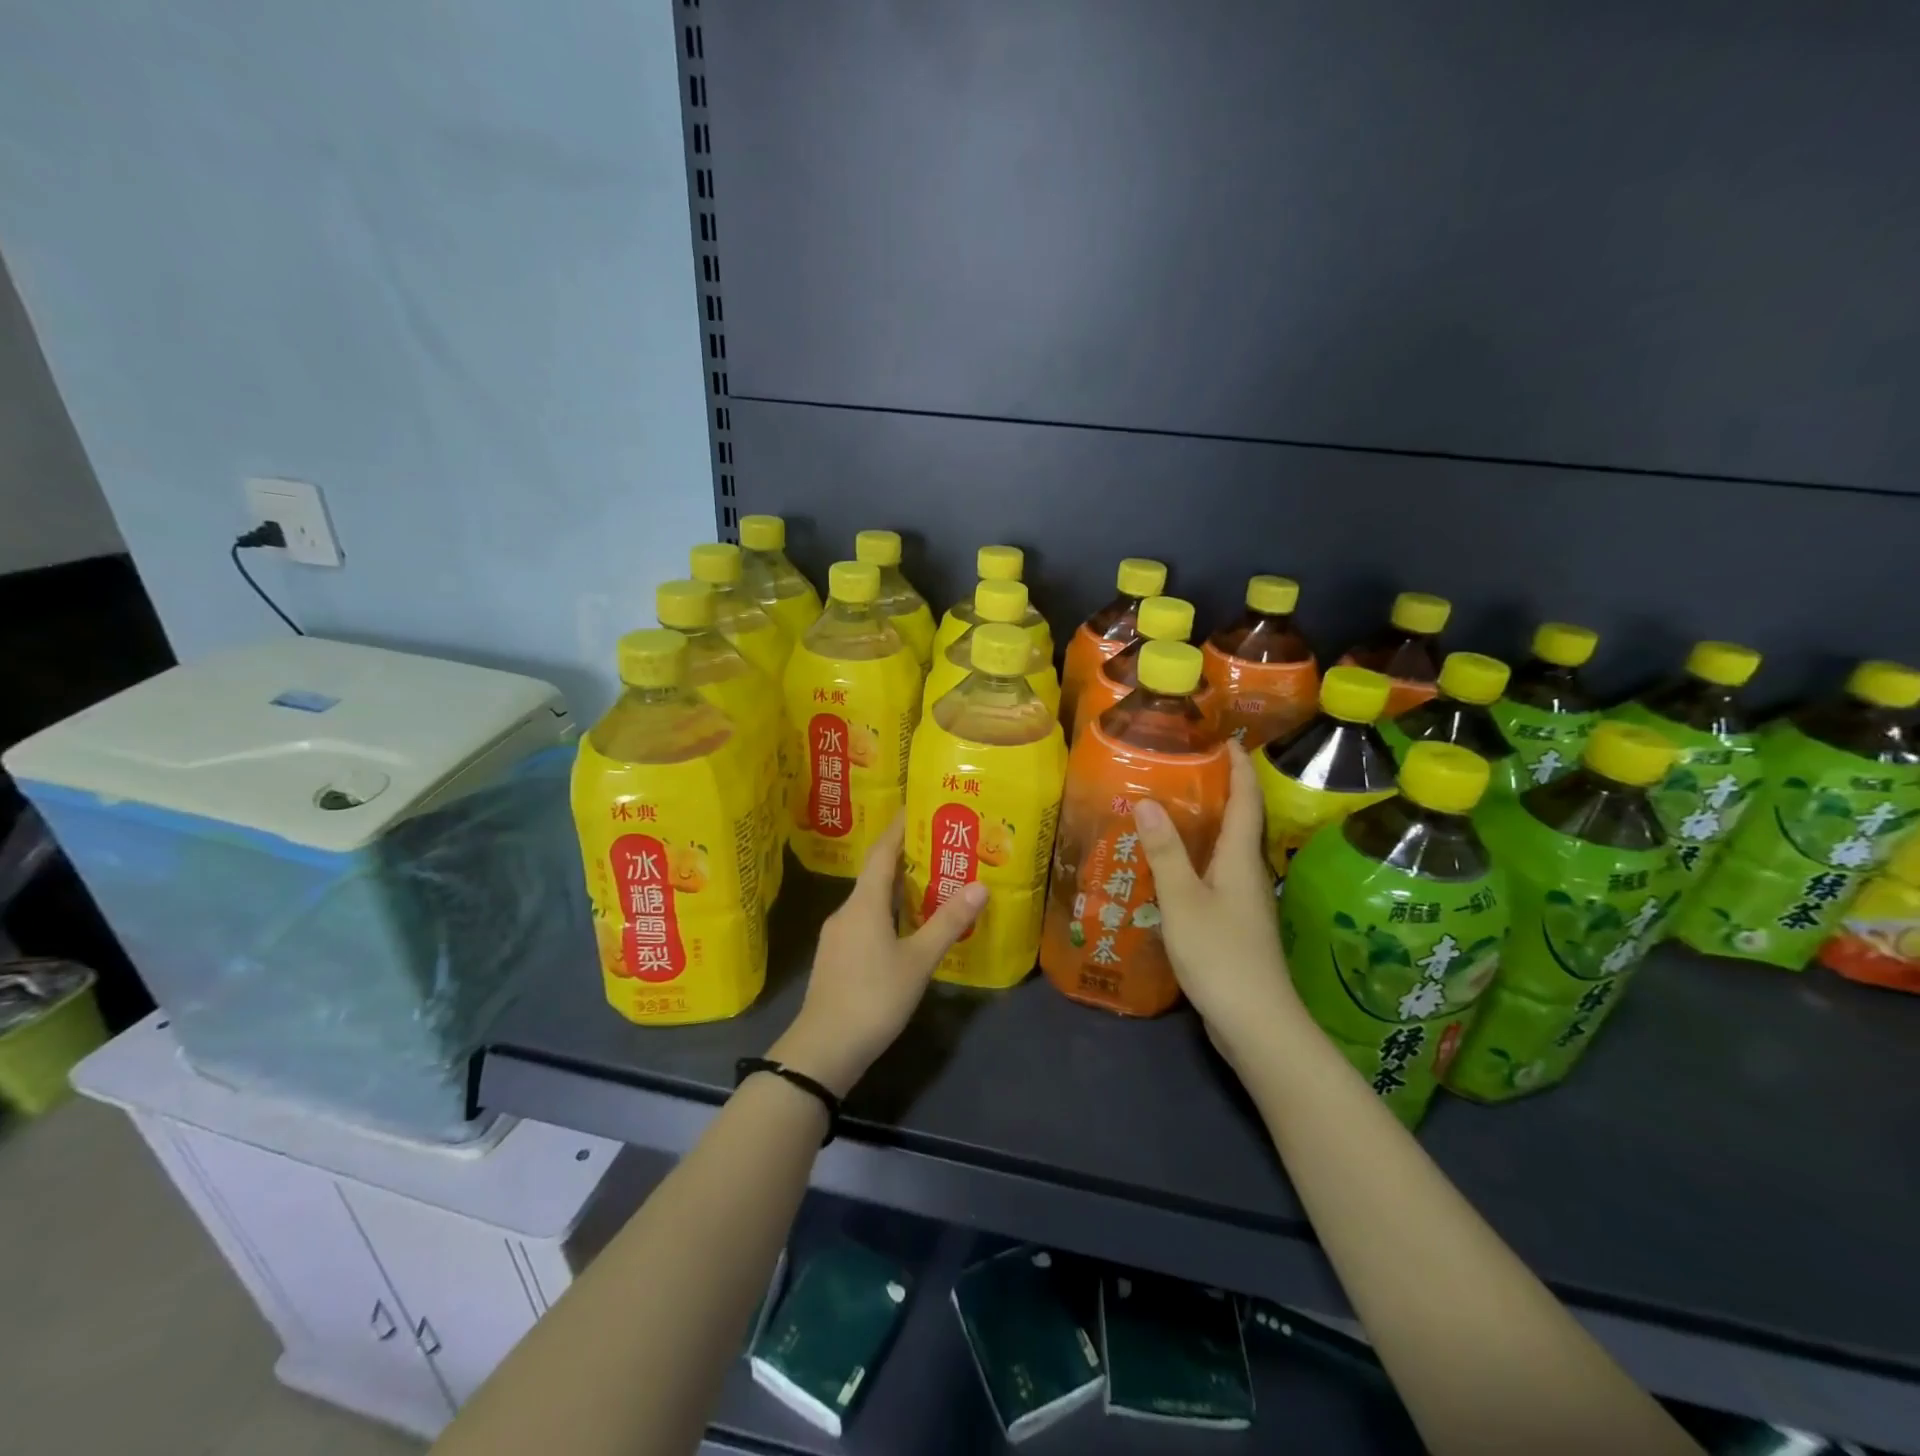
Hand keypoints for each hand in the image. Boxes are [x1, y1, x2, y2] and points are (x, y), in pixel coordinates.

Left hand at [771, 815, 987, 1095]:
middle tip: (938, 844)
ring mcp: (837, 935)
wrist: (823, 1049)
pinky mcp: (836, 957)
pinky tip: (906, 927)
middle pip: (876, 873)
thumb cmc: (873, 997)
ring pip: (870, 899)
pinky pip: (865, 920)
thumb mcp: (918, 960)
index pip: (882, 851)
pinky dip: (887, 912)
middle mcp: (847, 910)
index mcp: (864, 903)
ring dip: (897, 888)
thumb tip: (980, 885)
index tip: (917, 805)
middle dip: (905, 856)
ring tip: (929, 883)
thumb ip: (948, 922)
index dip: (899, 827)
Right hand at [1132, 739, 1307, 1068]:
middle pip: (1239, 824)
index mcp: (1241, 860)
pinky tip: (1167, 869)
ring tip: (1166, 812)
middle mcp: (1248, 875)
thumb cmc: (1220, 954)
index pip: (1246, 802)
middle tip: (1181, 771)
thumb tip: (1148, 801)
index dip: (1238, 769)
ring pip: (1224, 853)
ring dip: (1203, 828)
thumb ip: (1165, 852)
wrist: (1256, 1023)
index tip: (1225, 740)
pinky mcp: (1234, 926)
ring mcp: (1243, 903)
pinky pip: (1214, 878)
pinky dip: (1194, 861)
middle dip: (1219, 793)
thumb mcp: (1184, 900)